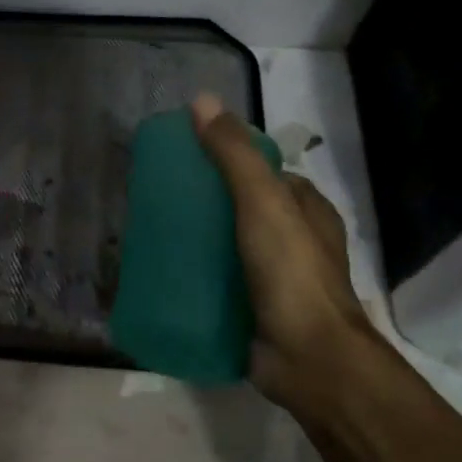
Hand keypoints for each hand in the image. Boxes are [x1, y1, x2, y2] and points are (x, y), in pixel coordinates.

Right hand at [191, 92, 368, 409]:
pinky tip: (163, 268)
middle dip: (205, 199)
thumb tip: (201, 101)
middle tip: (160, 194)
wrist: (309, 361)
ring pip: (228, 244)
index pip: (262, 169)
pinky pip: (219, 280)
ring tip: (152, 229)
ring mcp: (275, 277)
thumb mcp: (263, 201)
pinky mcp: (255, 308)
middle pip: (241, 206)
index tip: (185, 156)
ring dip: (197, 237)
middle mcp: (294, 239)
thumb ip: (233, 154)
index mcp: (306, 209)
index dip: (227, 156)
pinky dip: (196, 272)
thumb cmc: (291, 272)